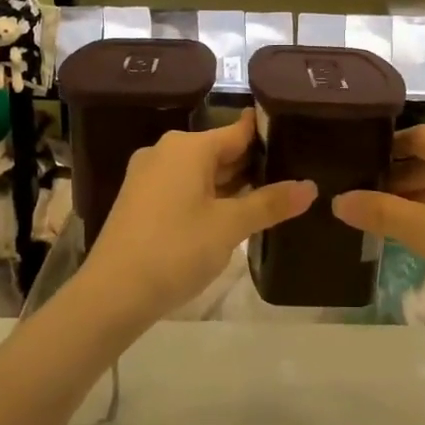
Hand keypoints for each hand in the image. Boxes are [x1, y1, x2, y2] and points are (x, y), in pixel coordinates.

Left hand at [77, 114, 315, 328]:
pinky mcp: (140, 200)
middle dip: (253, 165)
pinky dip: (208, 197)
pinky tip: (231, 215)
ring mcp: (149, 176)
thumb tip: (311, 187)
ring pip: (201, 172)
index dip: (268, 135)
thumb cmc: (176, 250)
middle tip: (293, 174)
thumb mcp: (230, 227)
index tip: (298, 138)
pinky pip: (183, 187)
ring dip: (231, 185)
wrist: (112, 293)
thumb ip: (270, 203)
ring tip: (271, 196)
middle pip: (220, 150)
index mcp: (188, 147)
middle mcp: (166, 151)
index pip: (239, 131)